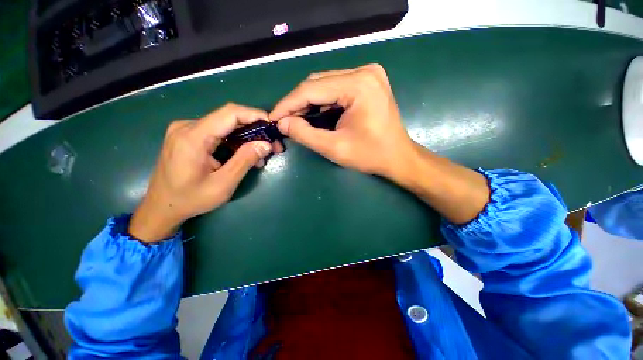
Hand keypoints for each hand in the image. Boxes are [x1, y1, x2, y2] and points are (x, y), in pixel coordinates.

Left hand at [129, 103, 280, 242]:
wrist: (162, 207)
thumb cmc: (191, 199)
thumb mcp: (223, 184)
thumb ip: (245, 161)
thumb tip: (266, 144)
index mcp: (193, 137)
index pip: (230, 113)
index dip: (254, 115)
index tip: (272, 126)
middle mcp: (187, 126)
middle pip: (229, 118)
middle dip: (255, 130)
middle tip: (272, 146)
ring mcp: (186, 130)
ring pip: (225, 126)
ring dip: (246, 138)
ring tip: (260, 156)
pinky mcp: (188, 136)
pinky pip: (218, 133)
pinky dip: (235, 142)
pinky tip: (244, 155)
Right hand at [269, 64, 414, 178]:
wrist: (398, 157)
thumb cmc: (370, 155)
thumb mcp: (335, 148)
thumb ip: (305, 134)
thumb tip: (282, 123)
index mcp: (359, 85)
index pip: (312, 89)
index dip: (288, 104)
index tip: (273, 118)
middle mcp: (364, 71)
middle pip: (318, 83)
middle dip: (297, 103)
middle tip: (283, 121)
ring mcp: (368, 75)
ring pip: (325, 84)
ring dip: (308, 102)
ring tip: (295, 119)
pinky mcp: (368, 82)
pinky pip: (336, 88)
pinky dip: (322, 101)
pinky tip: (314, 114)